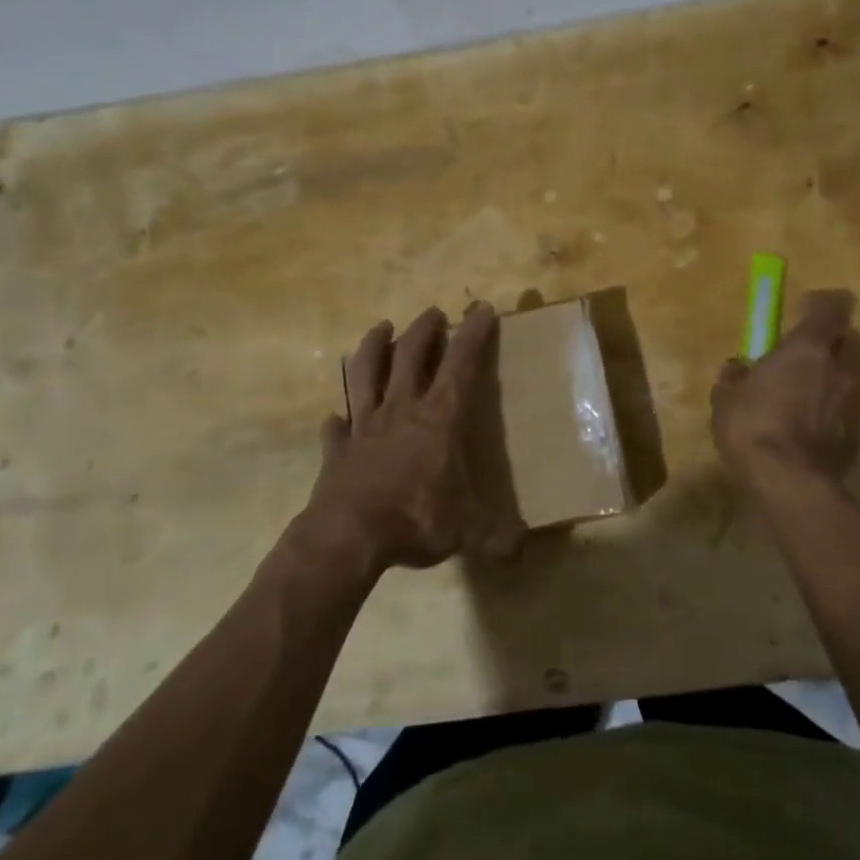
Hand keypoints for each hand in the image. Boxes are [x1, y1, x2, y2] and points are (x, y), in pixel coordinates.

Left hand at [302, 303, 525, 573]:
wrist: (349, 535)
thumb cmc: (416, 519)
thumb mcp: (467, 530)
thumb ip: (498, 537)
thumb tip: (523, 550)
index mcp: (439, 418)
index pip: (461, 364)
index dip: (473, 334)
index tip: (481, 309)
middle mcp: (401, 409)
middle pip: (411, 355)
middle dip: (425, 329)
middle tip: (433, 314)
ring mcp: (364, 425)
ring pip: (366, 372)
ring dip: (375, 347)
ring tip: (382, 329)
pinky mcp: (337, 448)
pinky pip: (336, 426)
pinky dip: (338, 419)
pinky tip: (336, 417)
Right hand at [711, 290, 859, 491]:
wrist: (790, 482)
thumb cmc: (753, 426)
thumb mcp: (726, 398)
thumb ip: (735, 376)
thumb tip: (738, 368)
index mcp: (808, 347)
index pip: (832, 305)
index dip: (820, 303)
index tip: (803, 310)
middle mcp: (840, 366)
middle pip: (849, 337)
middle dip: (831, 340)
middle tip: (805, 353)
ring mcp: (856, 399)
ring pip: (852, 373)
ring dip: (834, 375)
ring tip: (807, 393)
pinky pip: (849, 406)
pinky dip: (835, 407)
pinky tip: (812, 424)